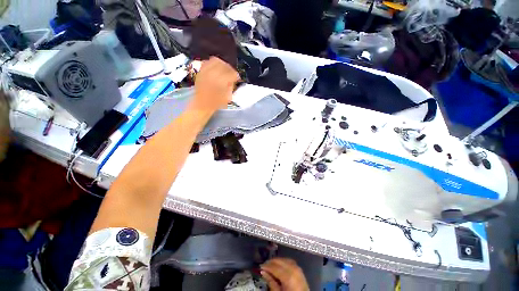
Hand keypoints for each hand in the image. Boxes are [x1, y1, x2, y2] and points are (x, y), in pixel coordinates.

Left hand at [191, 57, 239, 113]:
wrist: (201, 105)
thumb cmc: (215, 104)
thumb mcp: (227, 97)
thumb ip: (231, 86)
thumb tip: (232, 80)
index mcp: (221, 82)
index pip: (231, 73)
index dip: (236, 75)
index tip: (237, 78)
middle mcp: (212, 74)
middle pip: (224, 65)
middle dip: (230, 69)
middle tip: (231, 73)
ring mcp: (205, 72)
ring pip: (215, 61)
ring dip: (222, 64)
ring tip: (224, 70)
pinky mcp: (200, 72)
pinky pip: (207, 62)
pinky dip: (212, 64)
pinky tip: (215, 69)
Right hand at [260, 258, 309, 290]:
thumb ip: (271, 282)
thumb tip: (263, 272)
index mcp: (288, 276)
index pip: (274, 267)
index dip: (266, 266)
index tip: (260, 266)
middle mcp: (294, 269)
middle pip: (280, 261)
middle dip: (271, 262)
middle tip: (264, 265)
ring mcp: (298, 269)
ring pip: (285, 259)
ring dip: (277, 261)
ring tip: (271, 265)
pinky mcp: (300, 270)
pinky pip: (290, 262)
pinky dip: (284, 262)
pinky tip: (280, 265)